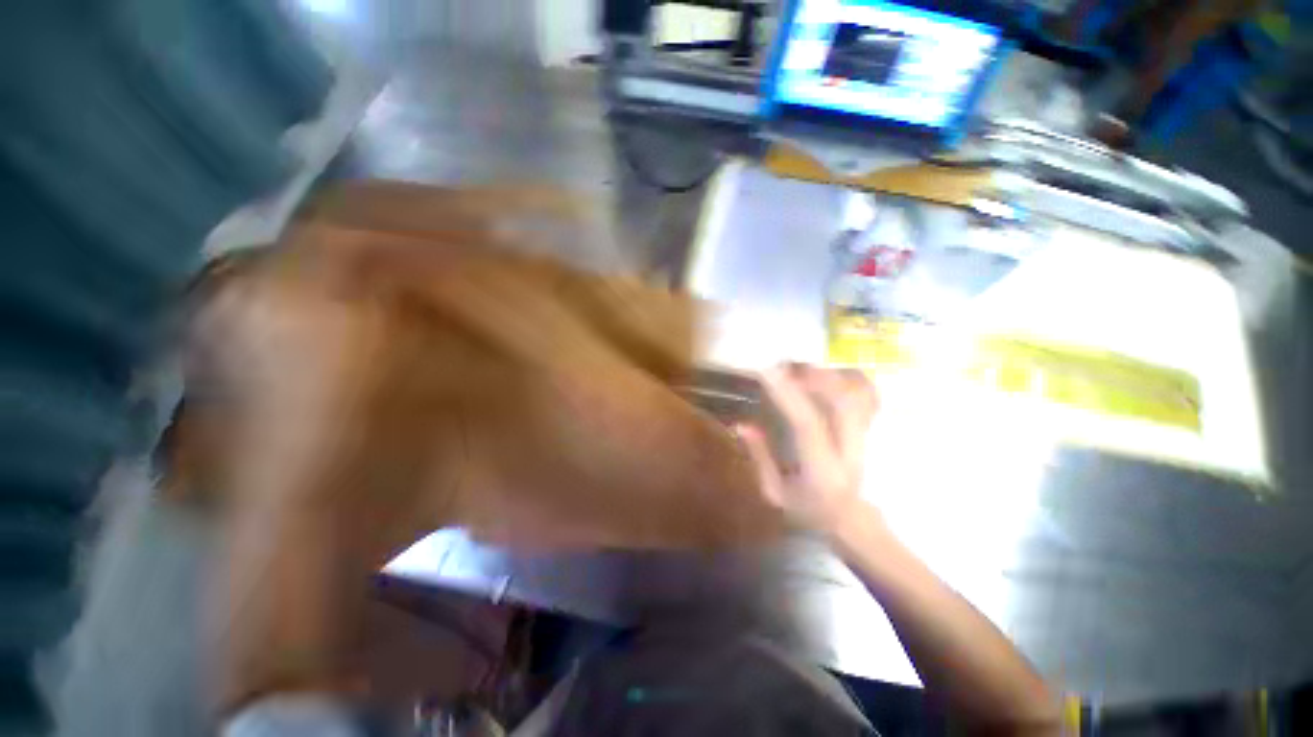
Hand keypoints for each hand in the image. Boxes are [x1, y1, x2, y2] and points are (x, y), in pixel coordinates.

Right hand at [736, 364, 878, 535]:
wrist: (856, 522)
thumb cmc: (811, 511)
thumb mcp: (776, 493)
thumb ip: (759, 457)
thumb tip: (741, 424)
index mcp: (823, 469)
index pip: (807, 424)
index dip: (787, 394)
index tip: (766, 372)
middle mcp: (851, 449)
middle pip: (841, 398)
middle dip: (811, 375)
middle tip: (784, 366)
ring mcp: (870, 437)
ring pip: (859, 391)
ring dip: (829, 374)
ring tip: (804, 370)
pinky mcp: (876, 429)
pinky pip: (868, 392)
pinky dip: (848, 378)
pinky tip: (827, 378)